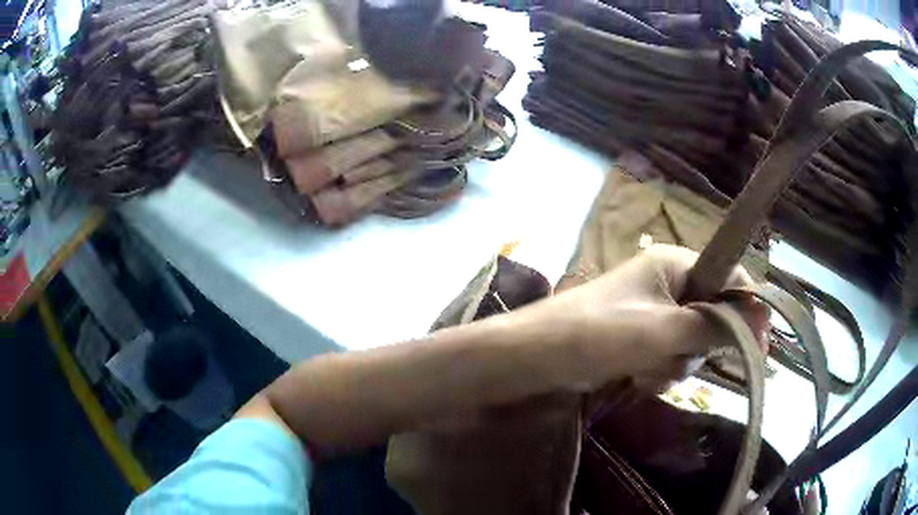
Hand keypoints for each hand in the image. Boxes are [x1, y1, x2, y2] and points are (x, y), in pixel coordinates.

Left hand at [515, 244, 768, 393]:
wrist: (538, 356)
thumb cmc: (600, 334)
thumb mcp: (664, 331)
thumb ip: (714, 326)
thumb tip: (761, 320)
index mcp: (676, 264)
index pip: (730, 278)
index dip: (746, 310)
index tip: (758, 346)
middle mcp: (669, 283)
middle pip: (713, 316)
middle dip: (696, 347)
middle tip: (672, 357)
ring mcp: (654, 312)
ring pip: (691, 343)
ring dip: (674, 364)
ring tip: (645, 369)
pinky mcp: (641, 337)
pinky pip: (669, 356)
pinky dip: (658, 371)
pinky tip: (636, 377)